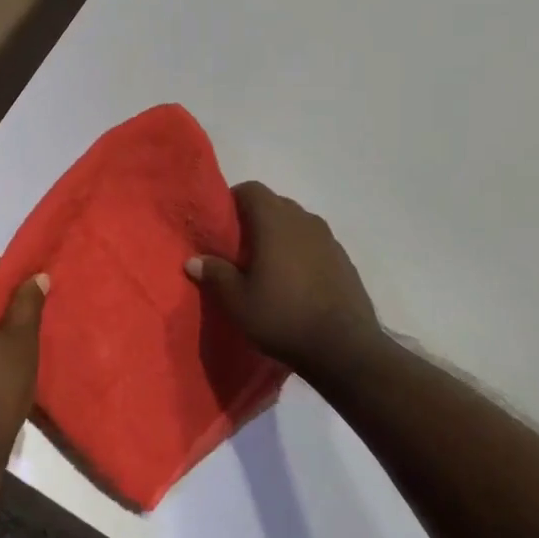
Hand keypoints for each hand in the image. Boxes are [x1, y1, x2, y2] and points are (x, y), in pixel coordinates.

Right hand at [187, 181, 383, 378]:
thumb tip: (194, 260)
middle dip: (256, 218)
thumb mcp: (238, 301)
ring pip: (297, 224)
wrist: (344, 347)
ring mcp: (329, 239)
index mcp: (275, 222)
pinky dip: (301, 251)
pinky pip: (315, 243)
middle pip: (275, 204)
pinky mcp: (344, 259)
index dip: (233, 200)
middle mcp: (304, 220)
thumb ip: (215, 274)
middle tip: (239, 248)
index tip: (221, 224)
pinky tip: (295, 281)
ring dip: (281, 235)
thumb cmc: (283, 317)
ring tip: (267, 265)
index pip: (251, 189)